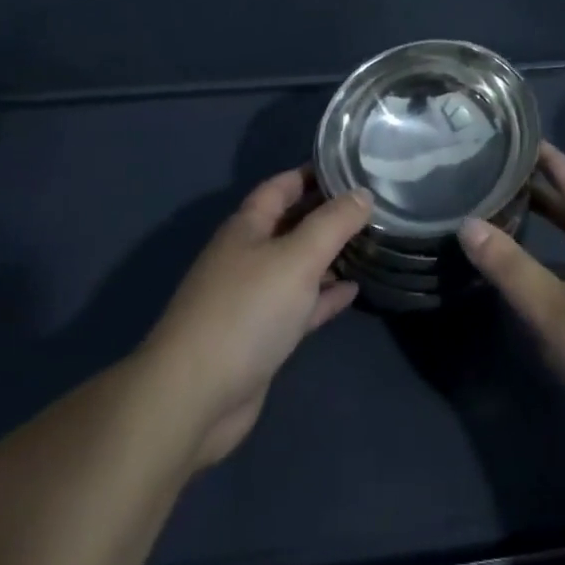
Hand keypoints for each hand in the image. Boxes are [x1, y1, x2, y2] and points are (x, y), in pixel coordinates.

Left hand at [137, 169, 371, 469]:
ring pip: (297, 266)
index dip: (311, 173)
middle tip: (370, 205)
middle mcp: (247, 256)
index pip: (281, 186)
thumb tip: (362, 193)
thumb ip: (333, 224)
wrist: (195, 397)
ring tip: (369, 243)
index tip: (350, 166)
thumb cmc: (246, 311)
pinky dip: (324, 296)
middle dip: (325, 213)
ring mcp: (253, 298)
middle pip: (291, 224)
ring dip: (328, 255)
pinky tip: (354, 291)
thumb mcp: (297, 258)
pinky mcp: (261, 337)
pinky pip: (299, 305)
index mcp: (247, 227)